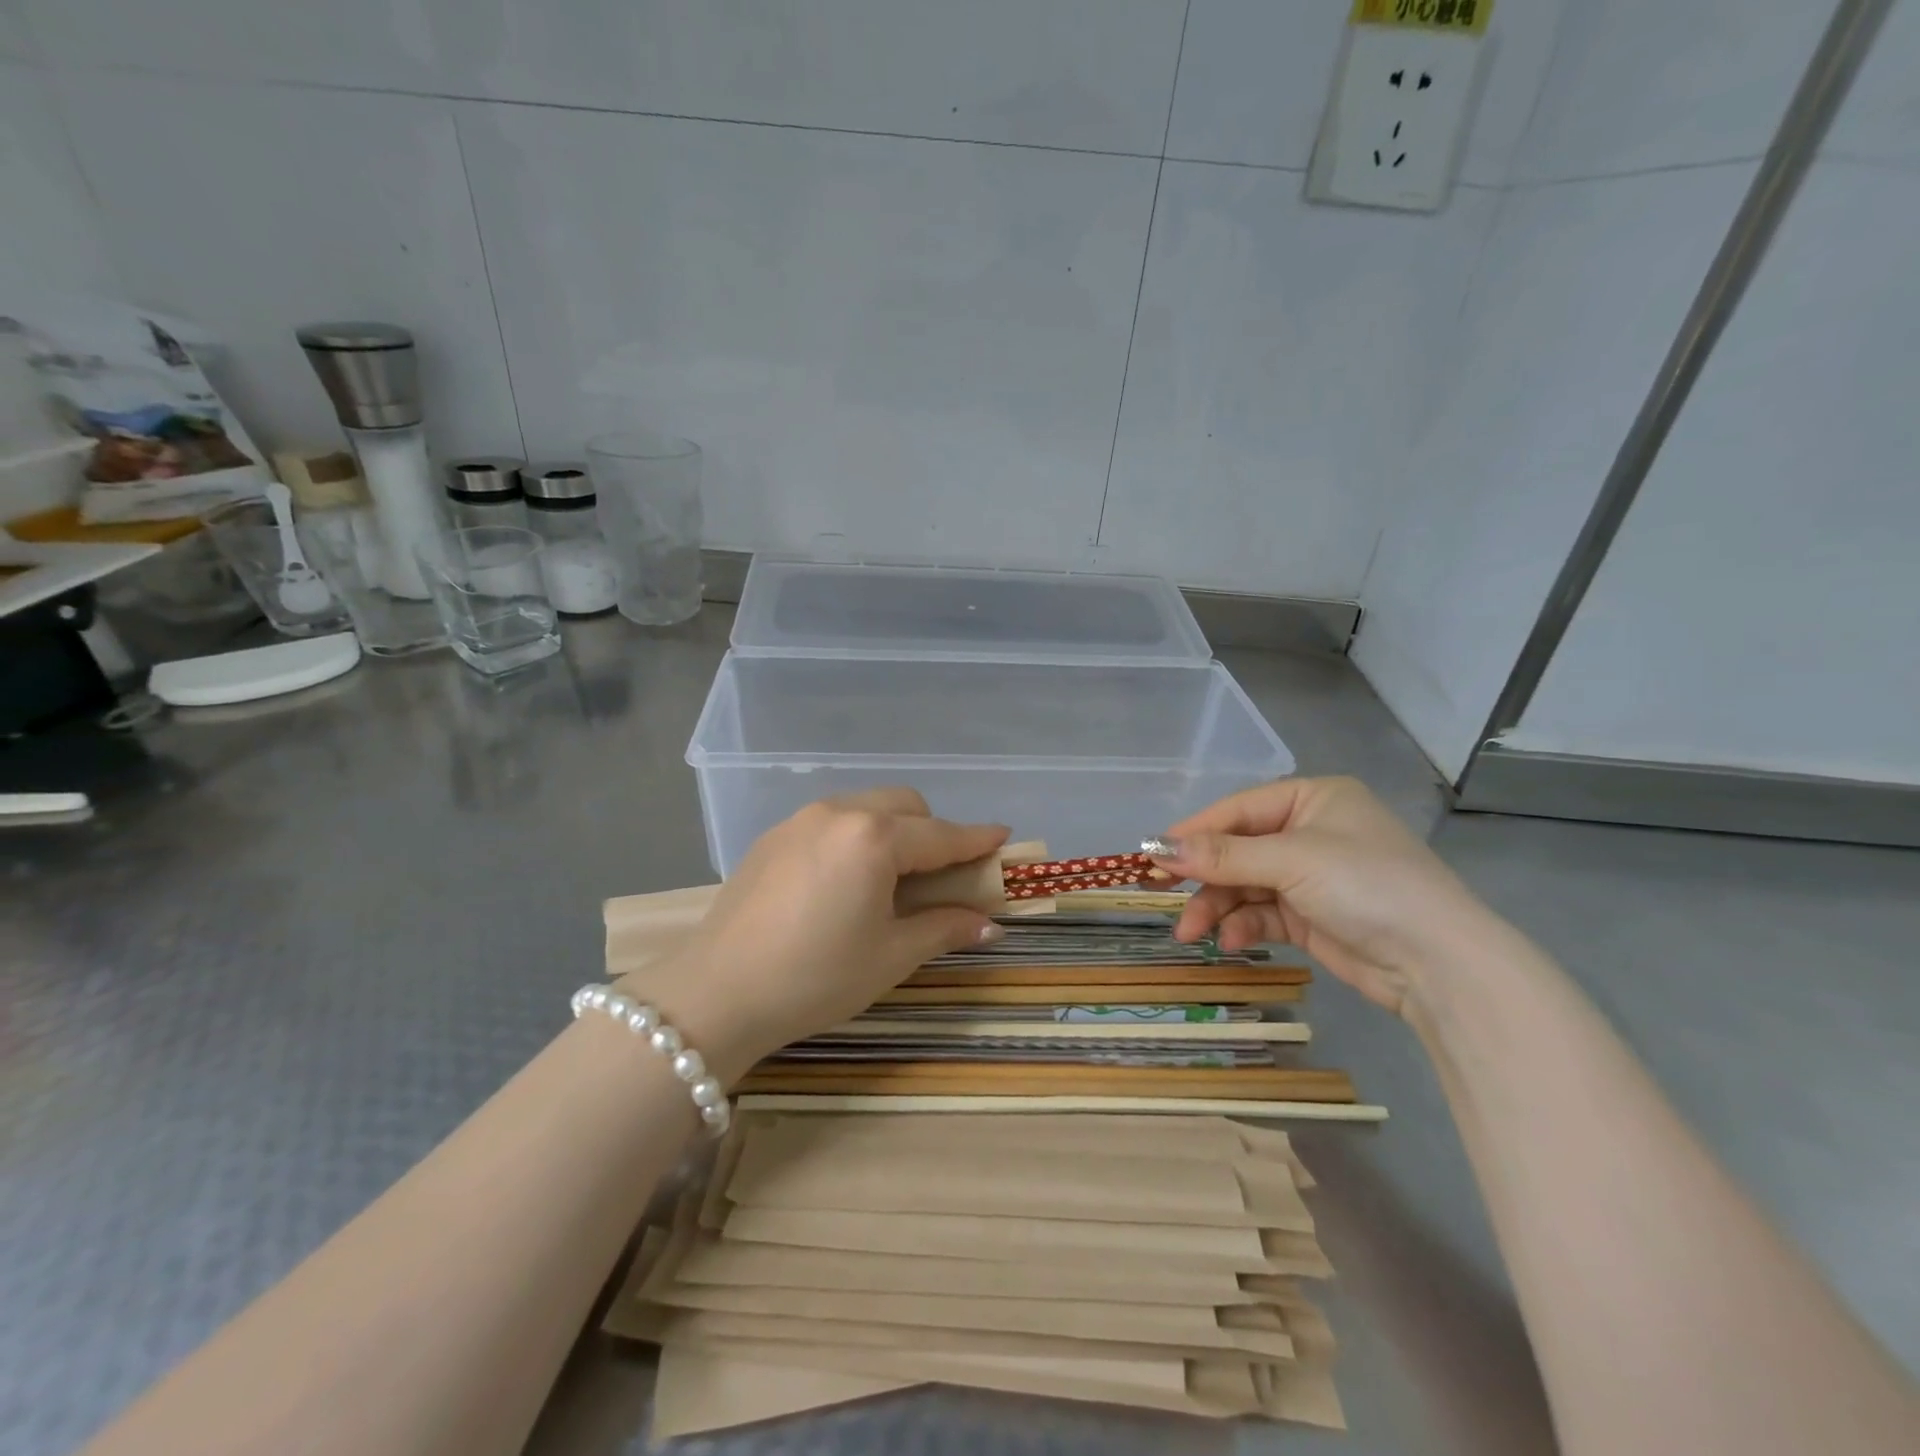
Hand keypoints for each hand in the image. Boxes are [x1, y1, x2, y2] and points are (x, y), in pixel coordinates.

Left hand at [639, 789, 1008, 1083]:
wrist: (717, 992)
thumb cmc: (816, 977)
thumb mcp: (890, 956)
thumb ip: (943, 928)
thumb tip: (989, 923)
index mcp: (874, 838)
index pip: (941, 835)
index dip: (976, 839)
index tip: (1003, 837)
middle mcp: (839, 813)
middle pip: (904, 806)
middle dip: (932, 830)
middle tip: (939, 876)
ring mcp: (800, 819)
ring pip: (866, 807)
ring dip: (892, 829)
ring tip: (890, 878)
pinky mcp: (773, 836)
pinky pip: (832, 820)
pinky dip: (856, 836)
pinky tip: (845, 879)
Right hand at [1145, 776, 1501, 1015]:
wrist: (1440, 964)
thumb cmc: (1367, 886)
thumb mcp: (1292, 861)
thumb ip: (1223, 855)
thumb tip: (1158, 847)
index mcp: (1312, 799)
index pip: (1238, 809)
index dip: (1194, 832)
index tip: (1152, 853)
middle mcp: (1310, 831)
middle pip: (1237, 849)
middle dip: (1204, 877)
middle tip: (1161, 895)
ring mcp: (1310, 876)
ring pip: (1244, 885)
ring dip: (1216, 907)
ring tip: (1193, 933)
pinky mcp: (1311, 916)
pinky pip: (1262, 913)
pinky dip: (1242, 926)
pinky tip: (1230, 942)